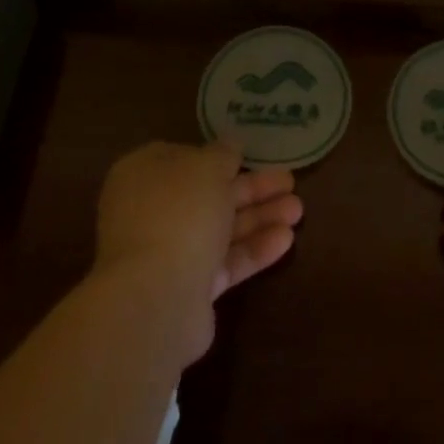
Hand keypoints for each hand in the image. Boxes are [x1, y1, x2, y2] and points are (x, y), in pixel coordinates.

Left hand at [93, 142, 302, 364]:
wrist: (156, 297)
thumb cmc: (179, 212)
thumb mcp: (207, 167)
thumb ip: (223, 154)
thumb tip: (230, 145)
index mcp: (144, 174)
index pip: (184, 158)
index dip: (218, 156)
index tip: (251, 155)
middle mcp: (152, 211)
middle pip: (209, 194)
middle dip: (252, 189)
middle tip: (290, 182)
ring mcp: (167, 253)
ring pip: (220, 229)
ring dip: (259, 217)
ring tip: (298, 211)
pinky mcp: (187, 289)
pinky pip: (224, 263)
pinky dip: (253, 250)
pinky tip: (286, 240)